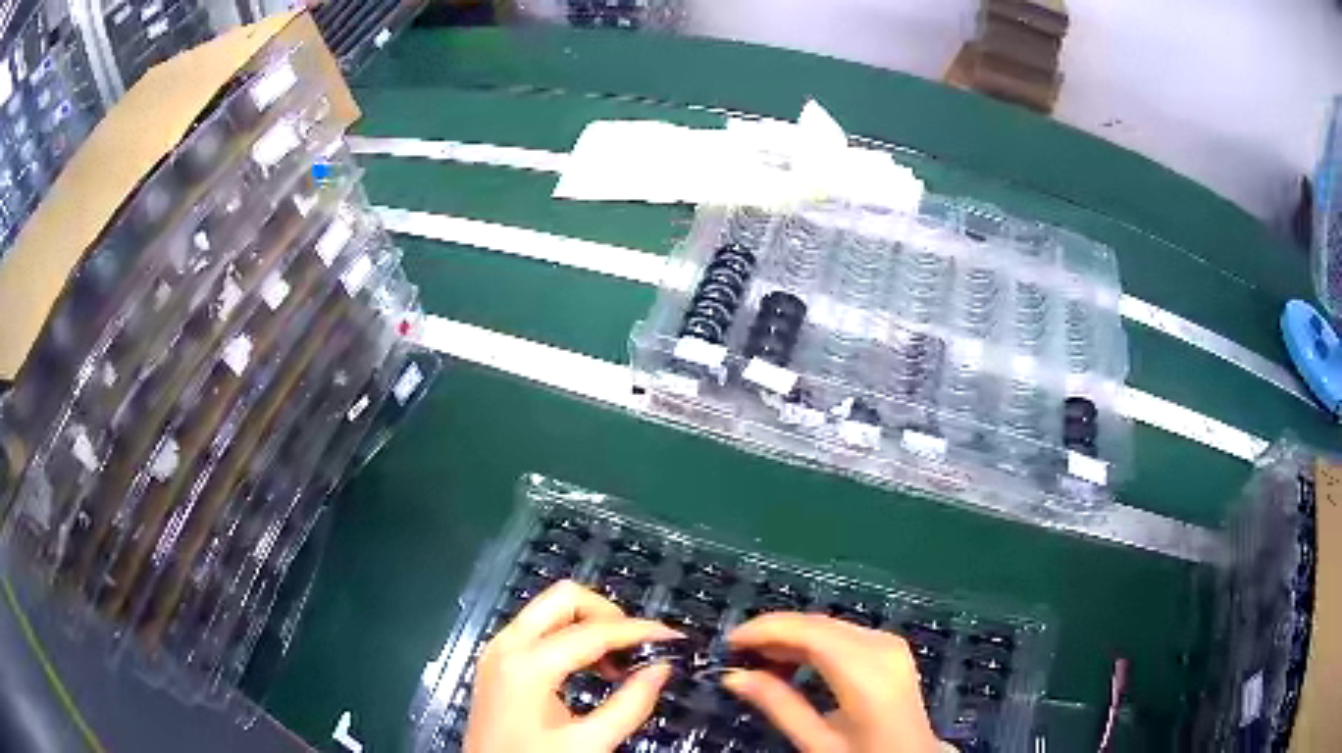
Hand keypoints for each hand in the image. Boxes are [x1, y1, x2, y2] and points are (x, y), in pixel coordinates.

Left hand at [465, 580, 680, 752]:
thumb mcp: (588, 743)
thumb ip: (630, 705)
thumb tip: (661, 669)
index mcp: (528, 664)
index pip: (593, 630)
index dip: (639, 631)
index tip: (672, 637)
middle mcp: (507, 645)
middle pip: (565, 598)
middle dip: (608, 614)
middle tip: (638, 645)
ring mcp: (498, 650)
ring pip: (550, 608)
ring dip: (590, 624)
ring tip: (620, 661)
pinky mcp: (497, 661)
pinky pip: (538, 628)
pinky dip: (570, 635)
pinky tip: (592, 665)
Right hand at [723, 613, 941, 752]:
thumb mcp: (817, 742)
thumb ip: (778, 705)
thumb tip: (733, 676)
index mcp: (866, 674)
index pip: (811, 633)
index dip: (767, 629)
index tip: (730, 641)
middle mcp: (882, 647)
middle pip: (820, 624)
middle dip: (775, 631)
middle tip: (738, 653)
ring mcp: (890, 644)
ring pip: (830, 626)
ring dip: (792, 636)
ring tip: (759, 661)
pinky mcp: (891, 647)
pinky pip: (844, 634)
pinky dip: (813, 642)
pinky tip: (793, 662)